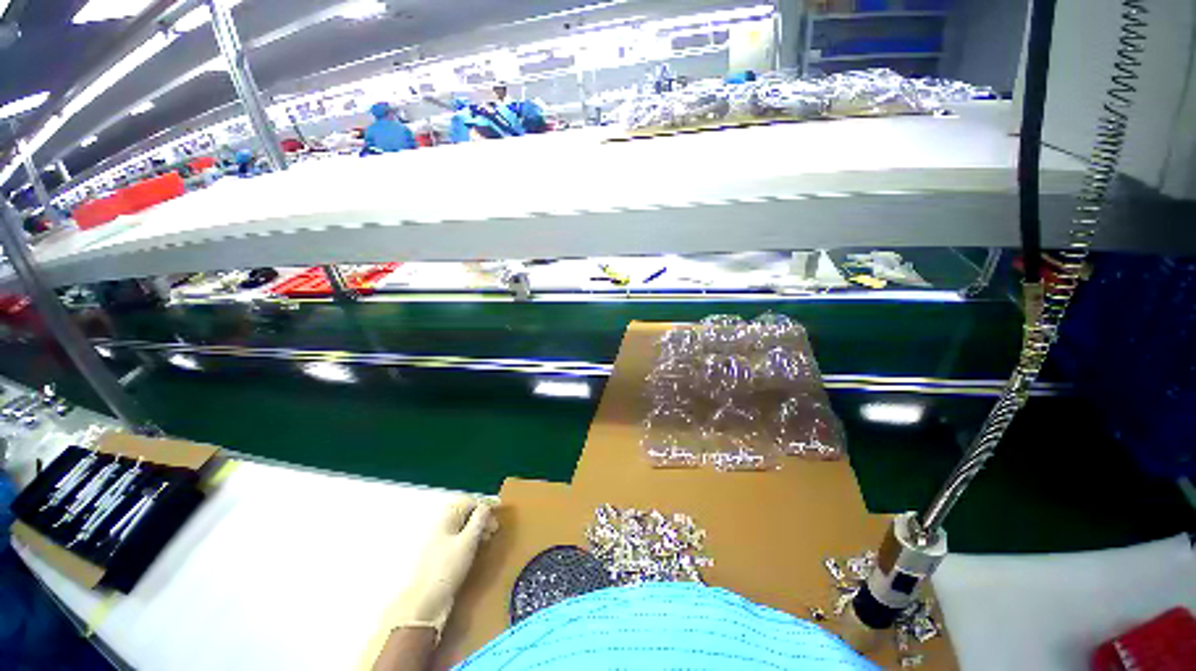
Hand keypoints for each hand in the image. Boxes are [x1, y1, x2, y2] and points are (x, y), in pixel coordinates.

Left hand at [390, 498, 496, 629]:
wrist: (425, 602)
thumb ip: (479, 520)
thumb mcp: (468, 541)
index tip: (498, 513)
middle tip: (495, 528)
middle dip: (481, 517)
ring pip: (461, 526)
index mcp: (446, 517)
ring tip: (488, 538)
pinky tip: (476, 548)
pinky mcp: (439, 554)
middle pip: (464, 513)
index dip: (485, 505)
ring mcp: (438, 540)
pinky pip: (457, 538)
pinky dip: (469, 539)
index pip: (468, 502)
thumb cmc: (448, 567)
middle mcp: (440, 524)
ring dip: (476, 528)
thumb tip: (486, 506)